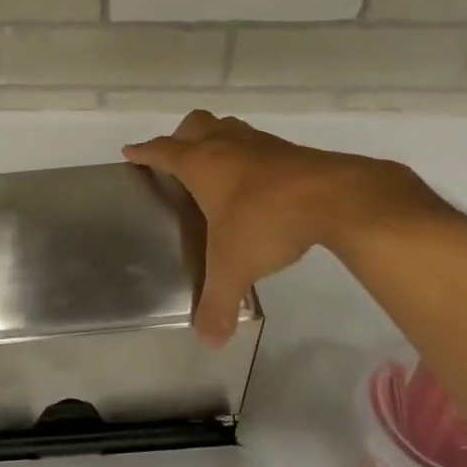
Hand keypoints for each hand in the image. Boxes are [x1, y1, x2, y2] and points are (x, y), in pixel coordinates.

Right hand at [124, 111, 436, 343]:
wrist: (334, 198)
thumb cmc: (266, 222)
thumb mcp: (233, 267)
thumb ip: (217, 303)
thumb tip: (208, 341)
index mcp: (201, 164)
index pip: (163, 151)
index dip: (144, 152)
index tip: (131, 152)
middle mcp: (228, 146)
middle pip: (196, 125)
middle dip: (181, 137)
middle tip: (178, 161)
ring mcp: (262, 145)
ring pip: (230, 129)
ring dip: (218, 141)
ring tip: (217, 169)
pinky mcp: (293, 153)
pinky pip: (261, 146)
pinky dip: (251, 158)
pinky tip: (259, 185)